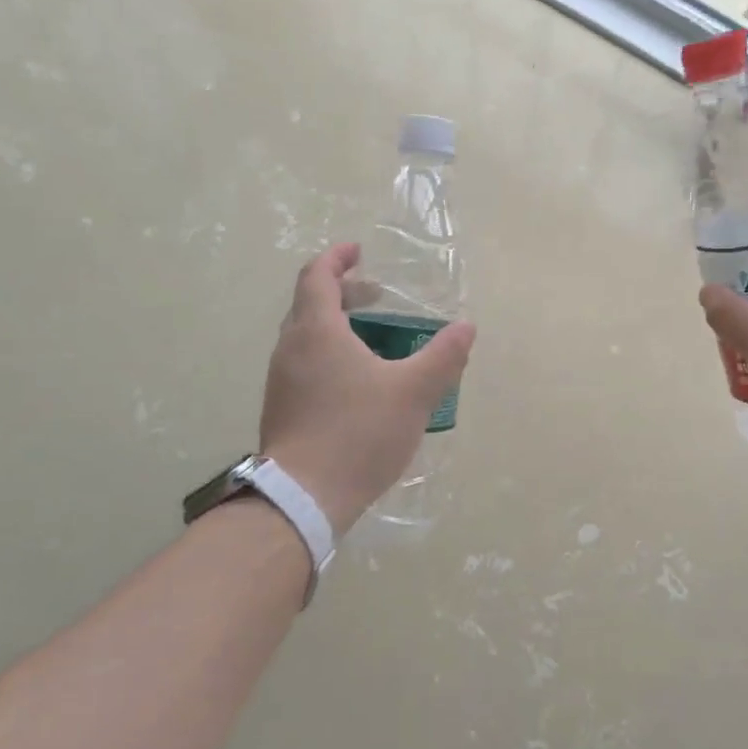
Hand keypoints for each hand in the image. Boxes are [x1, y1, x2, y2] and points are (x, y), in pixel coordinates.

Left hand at [260, 243, 475, 534]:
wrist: (303, 497)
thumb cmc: (358, 433)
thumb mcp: (413, 392)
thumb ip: (443, 356)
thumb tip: (466, 328)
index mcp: (316, 331)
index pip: (316, 275)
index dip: (337, 258)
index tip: (359, 252)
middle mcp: (290, 348)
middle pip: (310, 304)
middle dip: (343, 292)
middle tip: (376, 296)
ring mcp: (281, 380)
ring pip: (306, 337)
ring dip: (336, 326)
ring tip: (372, 340)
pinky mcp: (281, 409)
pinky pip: (304, 364)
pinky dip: (329, 355)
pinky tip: (357, 383)